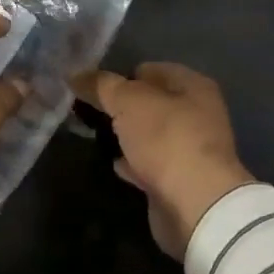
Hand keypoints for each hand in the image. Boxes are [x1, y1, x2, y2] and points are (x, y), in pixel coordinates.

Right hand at [71, 62, 253, 258]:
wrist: (194, 203)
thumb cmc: (166, 138)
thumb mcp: (128, 101)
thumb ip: (101, 85)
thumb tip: (75, 74)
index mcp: (193, 86)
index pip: (151, 70)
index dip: (121, 75)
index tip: (92, 88)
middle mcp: (198, 114)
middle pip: (151, 103)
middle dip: (122, 107)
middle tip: (90, 111)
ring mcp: (190, 149)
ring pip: (150, 135)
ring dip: (128, 135)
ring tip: (96, 135)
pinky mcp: (180, 180)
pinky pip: (150, 164)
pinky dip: (133, 163)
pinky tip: (114, 164)